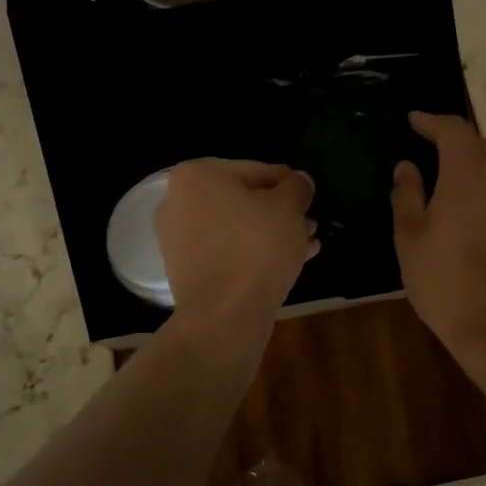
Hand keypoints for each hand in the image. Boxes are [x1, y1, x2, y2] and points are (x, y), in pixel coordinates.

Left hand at [156, 160, 317, 327]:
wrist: (224, 315)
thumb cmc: (257, 247)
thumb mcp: (289, 207)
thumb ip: (296, 187)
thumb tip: (299, 181)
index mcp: (198, 175)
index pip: (257, 170)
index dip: (289, 184)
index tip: (309, 199)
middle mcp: (178, 201)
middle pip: (243, 199)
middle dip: (279, 212)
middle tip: (309, 224)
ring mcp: (177, 238)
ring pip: (236, 227)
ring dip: (270, 233)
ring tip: (305, 245)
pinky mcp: (184, 270)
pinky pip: (226, 251)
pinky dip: (252, 253)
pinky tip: (288, 263)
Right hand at [392, 113, 485, 380]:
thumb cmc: (445, 279)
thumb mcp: (410, 236)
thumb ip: (407, 194)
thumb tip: (407, 166)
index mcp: (469, 170)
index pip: (453, 129)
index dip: (431, 121)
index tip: (413, 121)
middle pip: (477, 145)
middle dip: (452, 144)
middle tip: (426, 153)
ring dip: (472, 167)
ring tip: (446, 182)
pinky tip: (470, 208)